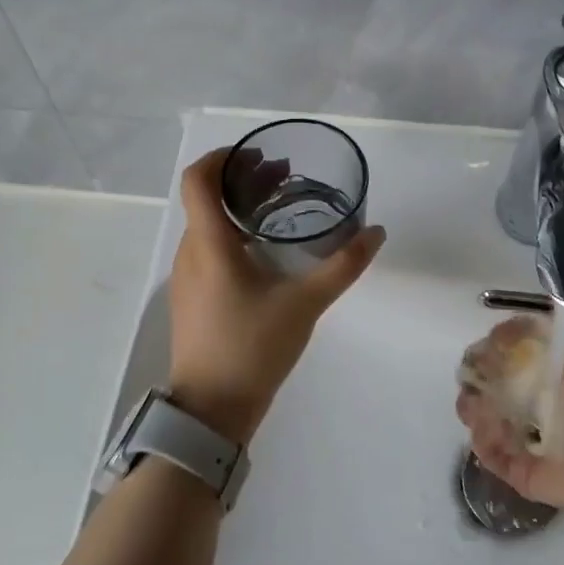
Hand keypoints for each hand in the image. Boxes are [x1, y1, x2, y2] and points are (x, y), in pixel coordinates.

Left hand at [167, 147, 385, 445]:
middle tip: (283, 177)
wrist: (212, 408)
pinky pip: (207, 249)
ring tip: (278, 210)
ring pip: (206, 224)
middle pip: (206, 198)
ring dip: (238, 208)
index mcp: (209, 244)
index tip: (259, 156)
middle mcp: (190, 253)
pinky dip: (232, 234)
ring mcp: (186, 277)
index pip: (198, 179)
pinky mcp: (192, 297)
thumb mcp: (305, 305)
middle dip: (242, 180)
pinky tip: (264, 253)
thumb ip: (342, 267)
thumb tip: (376, 233)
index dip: (223, 157)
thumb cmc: (253, 348)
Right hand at [455, 311, 563, 518]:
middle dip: (476, 374)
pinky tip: (488, 430)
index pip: (515, 351)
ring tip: (476, 405)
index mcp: (559, 374)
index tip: (494, 341)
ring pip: (483, 414)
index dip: (499, 342)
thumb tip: (555, 289)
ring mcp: (527, 437)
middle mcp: (540, 403)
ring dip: (473, 406)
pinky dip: (483, 440)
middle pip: (491, 381)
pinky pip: (489, 452)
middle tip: (472, 374)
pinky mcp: (520, 469)